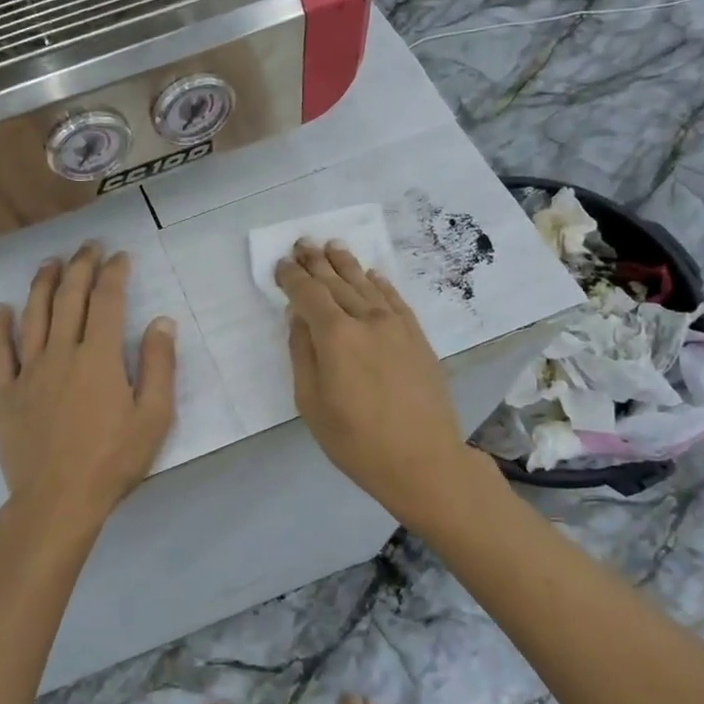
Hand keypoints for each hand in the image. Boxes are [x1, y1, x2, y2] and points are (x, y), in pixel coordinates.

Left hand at [0, 243, 176, 543]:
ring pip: (33, 314)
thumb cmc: (112, 461)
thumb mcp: (154, 418)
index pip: (107, 300)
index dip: (114, 273)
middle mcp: (61, 352)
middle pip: (69, 297)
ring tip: (50, 263)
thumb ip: (159, 367)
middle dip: (80, 265)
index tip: (120, 256)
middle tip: (88, 246)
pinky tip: (1, 309)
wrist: (57, 501)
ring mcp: (29, 371)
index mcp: (99, 357)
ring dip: (42, 283)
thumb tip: (162, 322)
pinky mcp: (6, 392)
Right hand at [277, 241, 482, 530]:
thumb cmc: (356, 440)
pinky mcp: (417, 337)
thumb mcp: (311, 403)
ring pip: (366, 284)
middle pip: (336, 282)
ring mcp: (397, 326)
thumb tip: (298, 318)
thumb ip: (302, 353)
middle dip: (316, 262)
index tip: (281, 264)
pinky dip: (380, 283)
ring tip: (332, 245)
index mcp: (335, 336)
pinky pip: (395, 299)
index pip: (308, 294)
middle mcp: (367, 319)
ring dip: (346, 263)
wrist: (423, 460)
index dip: (292, 277)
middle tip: (302, 243)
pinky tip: (372, 274)